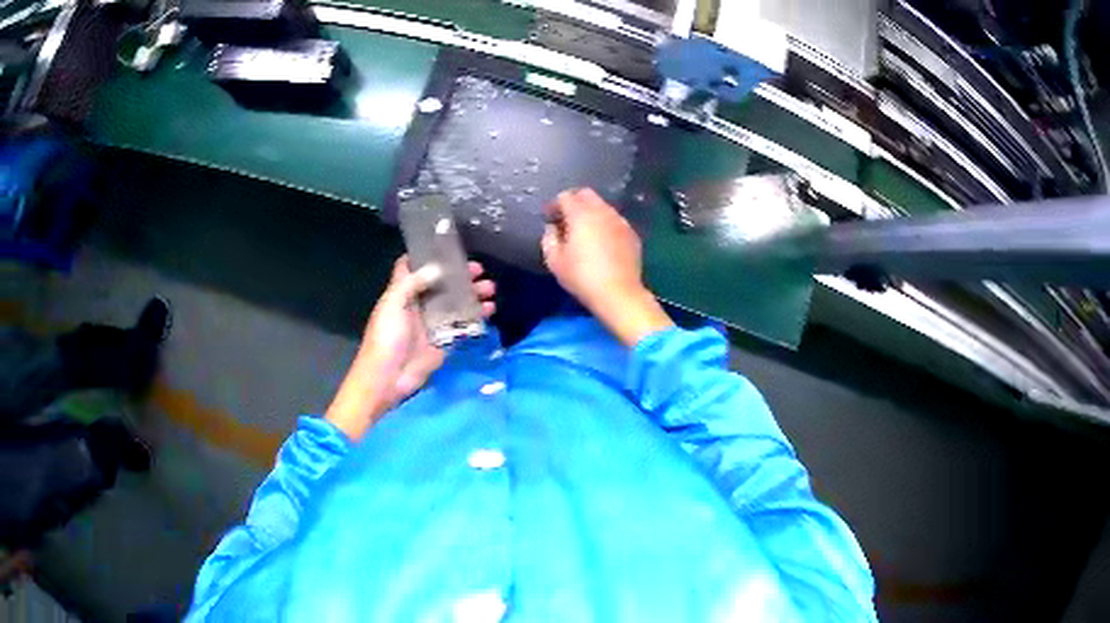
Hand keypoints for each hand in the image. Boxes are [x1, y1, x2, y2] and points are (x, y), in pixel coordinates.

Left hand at [326, 256, 495, 440]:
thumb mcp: (393, 304)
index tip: (449, 246)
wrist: (387, 378)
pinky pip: (463, 325)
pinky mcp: (445, 340)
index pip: (413, 267)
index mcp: (402, 292)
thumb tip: (438, 268)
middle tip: (480, 270)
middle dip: (460, 275)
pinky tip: (490, 310)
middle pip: (442, 283)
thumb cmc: (386, 338)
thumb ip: (412, 283)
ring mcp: (433, 322)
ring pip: (456, 302)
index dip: (428, 254)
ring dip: (473, 294)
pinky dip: (477, 317)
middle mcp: (419, 304)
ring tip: (490, 290)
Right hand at [542, 188, 672, 346]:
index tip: (549, 218)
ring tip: (584, 231)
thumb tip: (553, 228)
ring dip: (591, 213)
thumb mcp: (554, 260)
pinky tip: (602, 242)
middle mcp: (603, 211)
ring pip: (602, 207)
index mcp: (581, 214)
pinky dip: (605, 225)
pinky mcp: (632, 234)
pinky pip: (615, 221)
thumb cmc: (582, 277)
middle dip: (574, 202)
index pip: (565, 196)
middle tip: (566, 220)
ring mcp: (620, 221)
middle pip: (586, 195)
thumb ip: (549, 238)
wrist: (619, 294)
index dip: (554, 205)